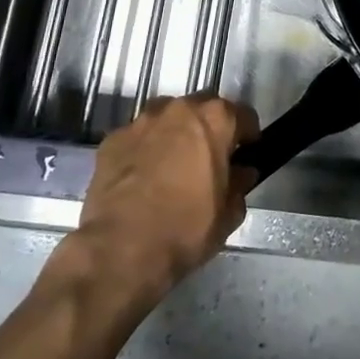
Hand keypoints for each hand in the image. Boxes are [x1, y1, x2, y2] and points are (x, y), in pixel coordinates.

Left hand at [55, 95, 259, 305]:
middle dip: (209, 128)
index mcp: (215, 119)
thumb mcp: (228, 214)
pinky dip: (143, 150)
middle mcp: (179, 109)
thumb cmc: (185, 229)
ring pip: (167, 117)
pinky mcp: (112, 139)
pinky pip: (137, 138)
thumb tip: (241, 173)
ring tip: (171, 164)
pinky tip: (141, 177)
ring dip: (174, 133)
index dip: (247, 135)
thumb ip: (240, 185)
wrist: (121, 250)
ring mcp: (142, 121)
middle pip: (203, 108)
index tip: (244, 154)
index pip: (243, 115)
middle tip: (208, 158)